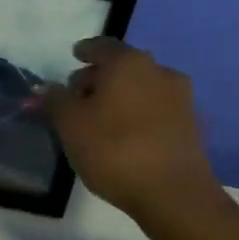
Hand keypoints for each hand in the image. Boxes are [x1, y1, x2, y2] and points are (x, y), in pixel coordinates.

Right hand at [47, 38, 222, 227]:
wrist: (173, 193)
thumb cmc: (114, 150)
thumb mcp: (70, 125)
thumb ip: (55, 100)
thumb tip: (47, 87)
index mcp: (128, 62)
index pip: (101, 46)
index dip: (84, 51)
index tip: (74, 56)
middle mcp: (158, 71)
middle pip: (122, 66)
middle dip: (99, 77)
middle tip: (78, 96)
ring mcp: (180, 97)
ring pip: (141, 87)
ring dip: (120, 96)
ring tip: (99, 119)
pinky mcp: (190, 124)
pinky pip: (155, 109)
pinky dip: (137, 114)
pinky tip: (124, 135)